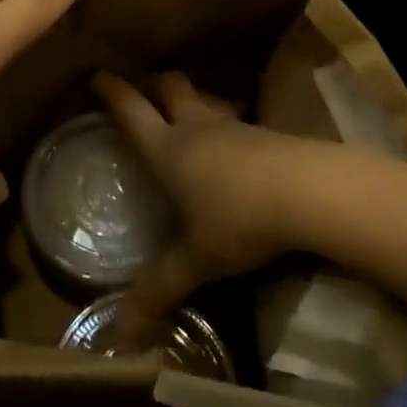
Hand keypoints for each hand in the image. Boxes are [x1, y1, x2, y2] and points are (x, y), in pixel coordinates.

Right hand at [94, 70, 331, 337]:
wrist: (309, 190)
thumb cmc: (240, 219)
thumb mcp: (198, 259)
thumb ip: (161, 287)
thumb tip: (122, 330)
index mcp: (168, 149)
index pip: (132, 111)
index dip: (112, 91)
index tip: (97, 76)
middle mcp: (196, 127)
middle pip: (170, 85)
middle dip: (154, 84)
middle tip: (145, 93)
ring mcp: (233, 126)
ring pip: (204, 99)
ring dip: (192, 101)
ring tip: (187, 118)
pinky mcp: (264, 133)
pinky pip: (234, 119)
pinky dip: (224, 124)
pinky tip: (231, 148)